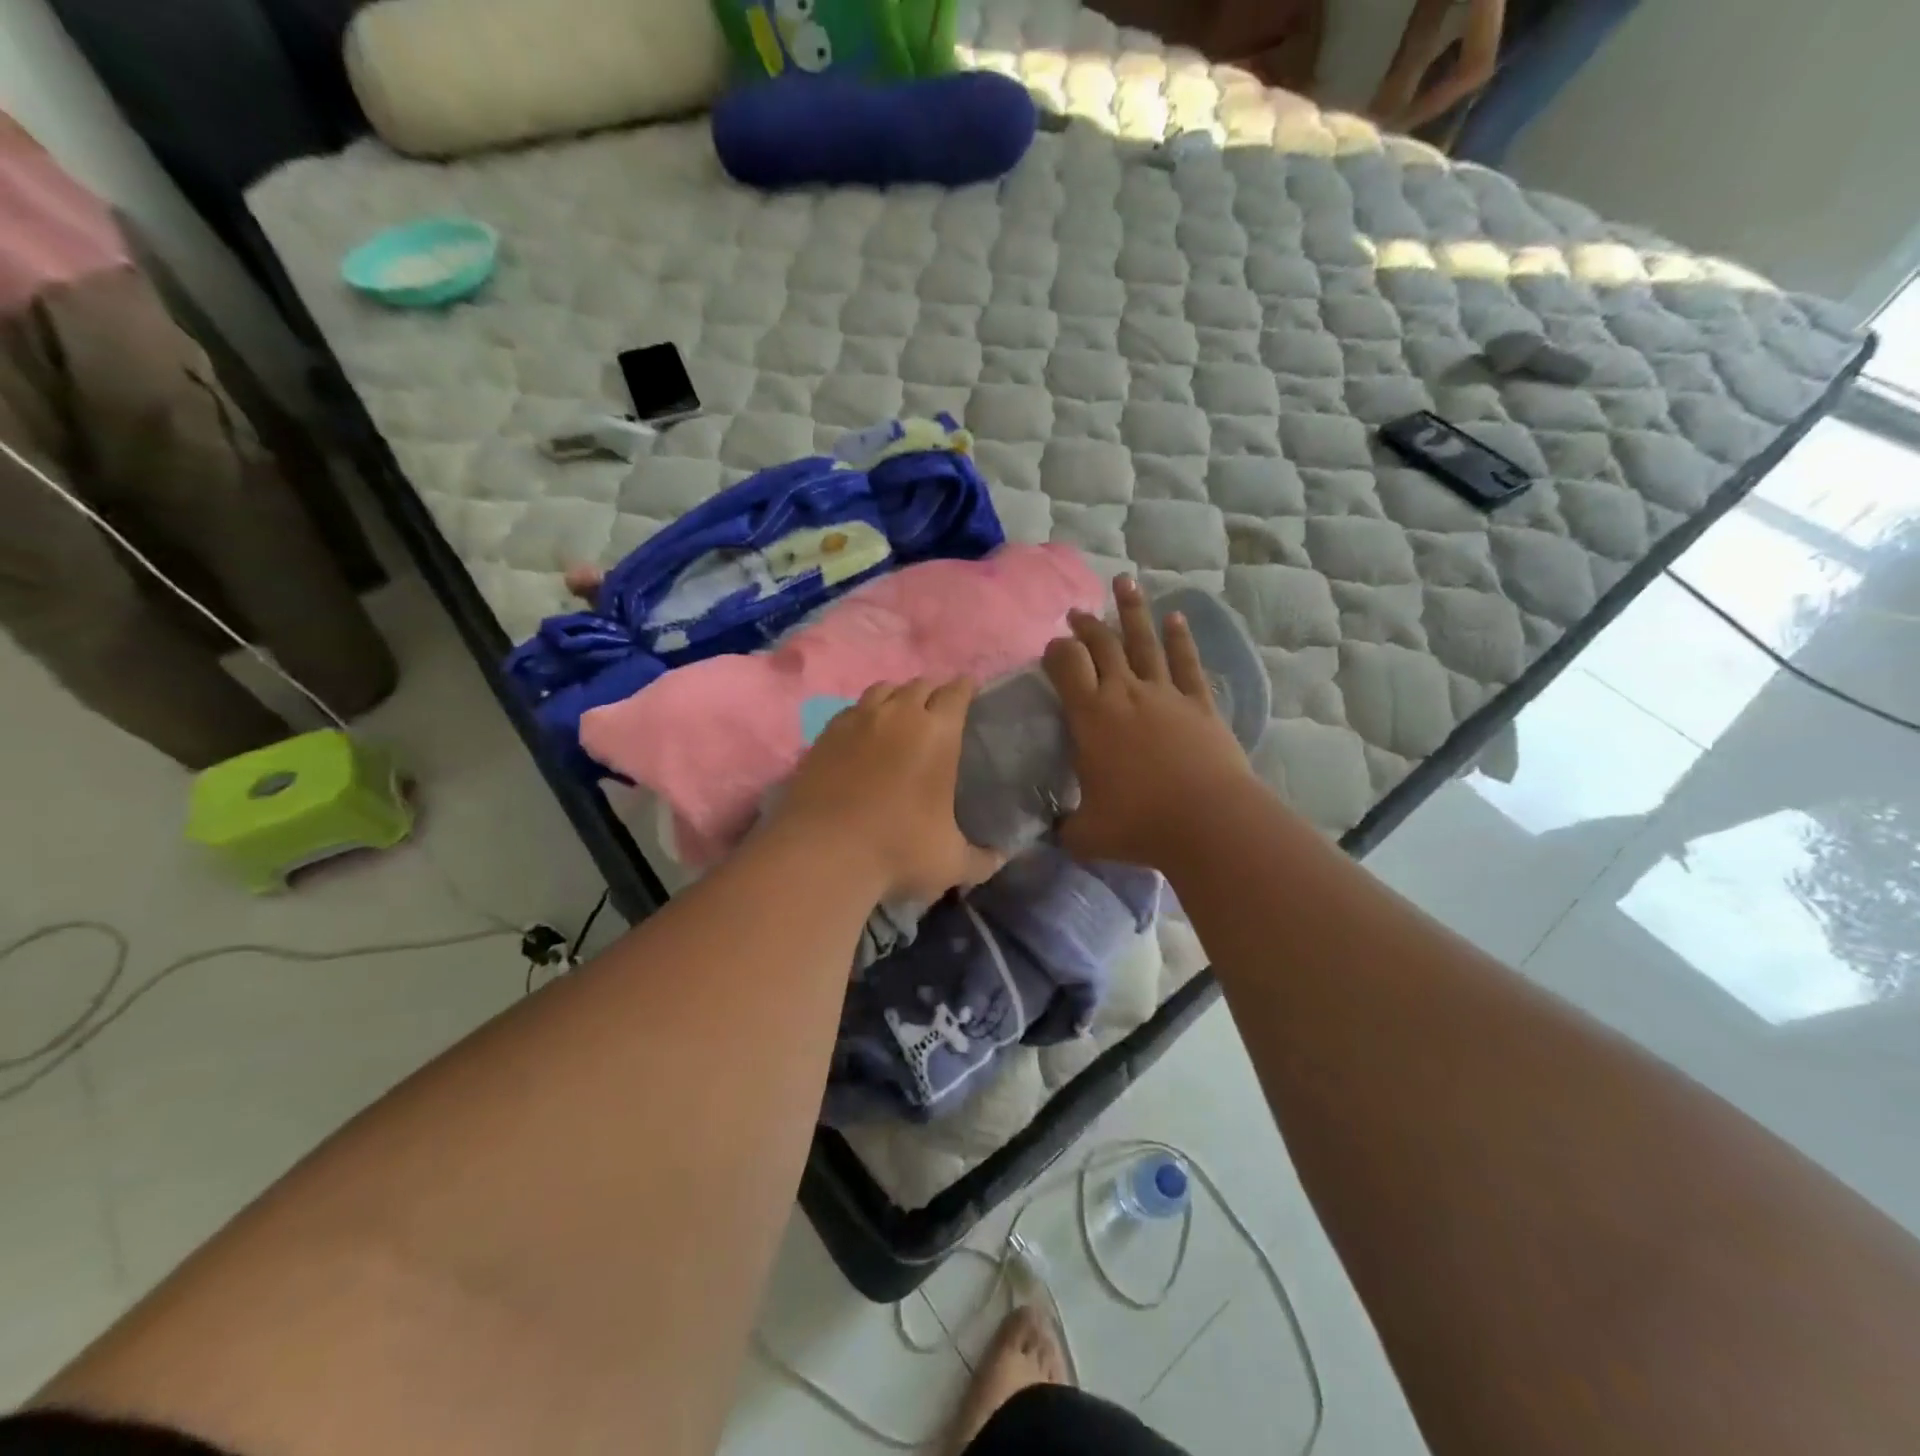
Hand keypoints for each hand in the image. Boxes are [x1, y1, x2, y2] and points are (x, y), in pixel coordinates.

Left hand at [769, 678, 1002, 904]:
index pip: (956, 692)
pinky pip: (852, 710)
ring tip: (901, 715)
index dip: (965, 688)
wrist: (822, 854)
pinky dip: (864, 715)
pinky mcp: (824, 735)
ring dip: (897, 696)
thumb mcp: (951, 863)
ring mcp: (857, 720)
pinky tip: (864, 734)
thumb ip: (982, 859)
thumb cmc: (897, 851)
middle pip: (920, 684)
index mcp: (937, 733)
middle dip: (933, 692)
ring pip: (883, 689)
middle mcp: (898, 715)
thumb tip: (1002, 858)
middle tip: (938, 710)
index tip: (970, 692)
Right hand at [1043, 576, 1257, 868]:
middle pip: (1103, 646)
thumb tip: (1053, 831)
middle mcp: (1125, 694)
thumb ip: (1064, 827)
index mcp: (1091, 717)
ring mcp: (1166, 694)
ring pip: (1144, 642)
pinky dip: (1181, 639)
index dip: (1056, 651)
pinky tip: (1176, 618)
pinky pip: (1187, 663)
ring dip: (1133, 612)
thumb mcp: (1085, 834)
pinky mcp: (1200, 704)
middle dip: (1087, 625)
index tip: (1051, 647)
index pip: (1067, 667)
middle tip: (1077, 612)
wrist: (1209, 822)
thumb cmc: (1139, 824)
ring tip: (1124, 582)